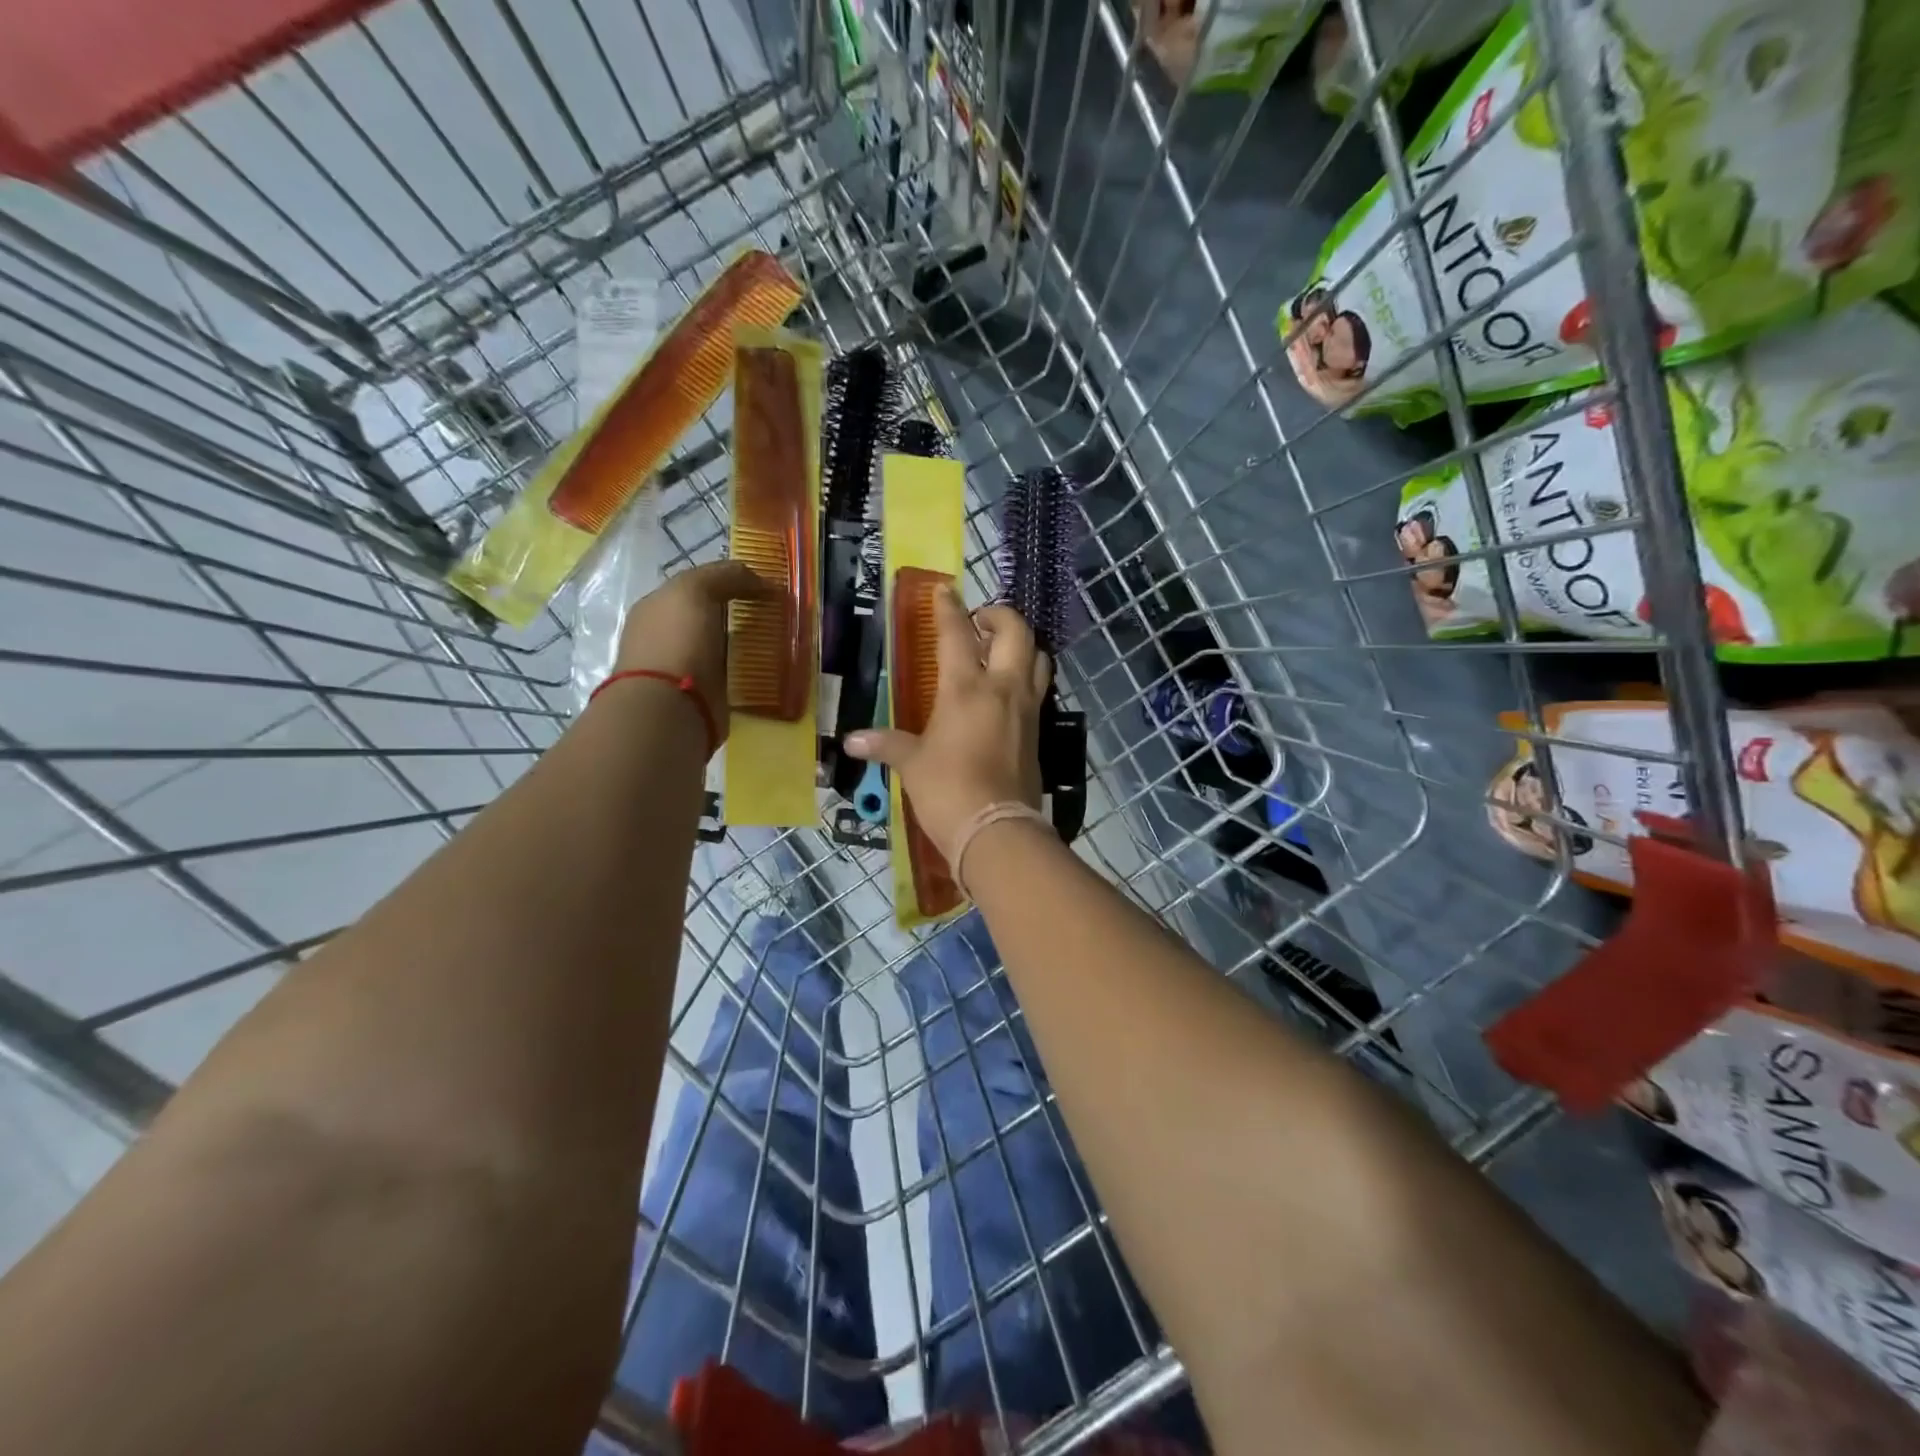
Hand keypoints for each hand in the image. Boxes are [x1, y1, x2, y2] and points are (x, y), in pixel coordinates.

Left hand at [612, 560, 770, 746]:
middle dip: (741, 614)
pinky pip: (733, 676)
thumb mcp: (695, 591)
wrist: (670, 709)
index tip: (765, 587)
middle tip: (778, 614)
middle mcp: (668, 637)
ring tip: (780, 640)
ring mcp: (685, 668)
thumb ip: (724, 576)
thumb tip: (760, 579)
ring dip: (748, 644)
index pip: (698, 587)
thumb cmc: (677, 642)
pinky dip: (749, 671)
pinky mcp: (705, 696)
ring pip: (724, 647)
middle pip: (712, 617)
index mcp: (658, 608)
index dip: (731, 582)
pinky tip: (770, 668)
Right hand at [844, 586, 1049, 858]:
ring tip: (1000, 650)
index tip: (944, 589)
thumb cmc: (948, 790)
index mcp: (966, 688)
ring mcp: (1027, 709)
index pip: (957, 634)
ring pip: (1038, 657)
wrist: (997, 830)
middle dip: (999, 616)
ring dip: (1022, 644)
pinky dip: (1028, 676)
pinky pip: (1039, 689)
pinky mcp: (1038, 731)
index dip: (949, 608)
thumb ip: (885, 745)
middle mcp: (1003, 688)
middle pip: (1016, 632)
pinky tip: (1008, 691)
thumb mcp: (911, 764)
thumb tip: (851, 741)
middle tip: (979, 620)